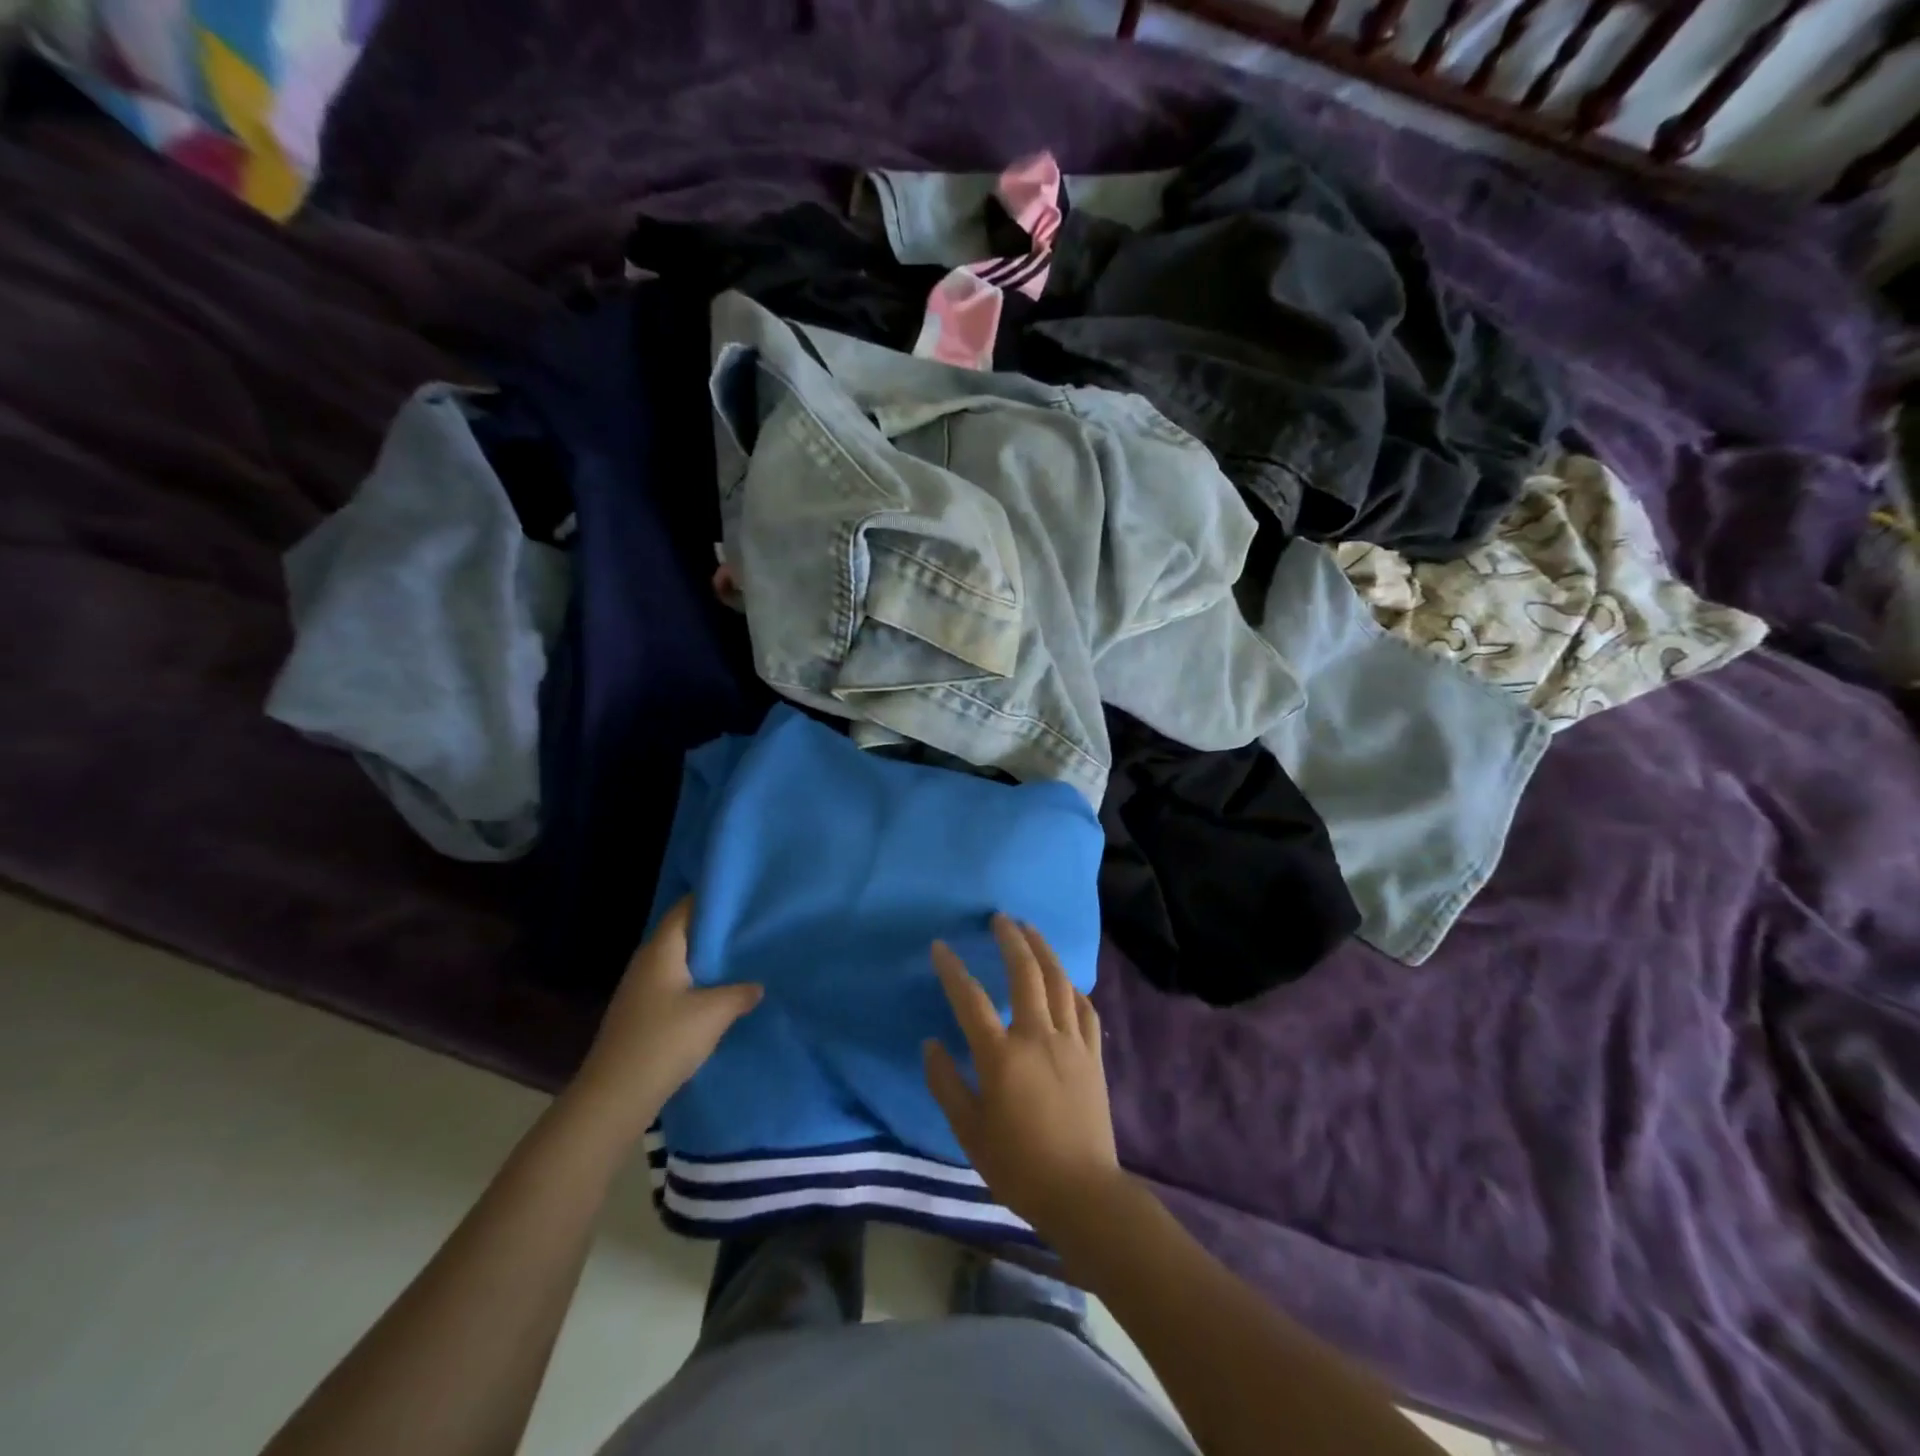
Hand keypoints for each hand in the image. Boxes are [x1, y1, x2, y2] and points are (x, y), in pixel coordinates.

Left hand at [566, 898, 761, 1144]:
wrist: (614, 1097)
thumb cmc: (663, 1041)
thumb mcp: (713, 1014)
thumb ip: (740, 993)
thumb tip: (757, 985)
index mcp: (660, 951)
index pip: (684, 909)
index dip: (711, 899)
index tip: (742, 897)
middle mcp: (646, 963)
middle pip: (682, 935)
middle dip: (714, 931)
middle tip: (750, 928)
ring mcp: (640, 990)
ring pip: (679, 963)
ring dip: (706, 961)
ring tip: (741, 959)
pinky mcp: (641, 1015)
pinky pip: (674, 986)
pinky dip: (697, 984)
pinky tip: (718, 995)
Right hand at [923, 915, 1121, 1235]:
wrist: (1082, 1193)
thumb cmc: (1018, 1165)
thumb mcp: (969, 1132)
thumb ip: (946, 1083)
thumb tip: (931, 1044)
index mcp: (1002, 1056)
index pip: (970, 999)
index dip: (952, 969)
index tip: (940, 946)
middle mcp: (1038, 1036)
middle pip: (1025, 973)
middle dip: (1011, 940)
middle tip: (1000, 918)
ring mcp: (1071, 1042)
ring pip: (1059, 981)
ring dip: (1043, 950)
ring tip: (1031, 929)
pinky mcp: (1093, 1054)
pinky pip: (1085, 1008)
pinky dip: (1073, 987)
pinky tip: (1066, 980)